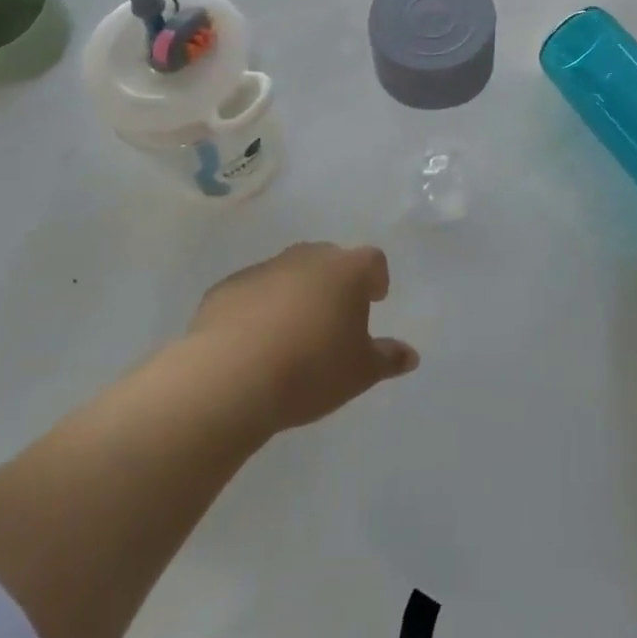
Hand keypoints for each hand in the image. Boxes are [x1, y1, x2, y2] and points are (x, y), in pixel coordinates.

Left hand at [188, 242, 418, 431]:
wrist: (230, 378)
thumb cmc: (311, 369)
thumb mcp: (360, 372)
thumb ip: (388, 359)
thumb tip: (411, 355)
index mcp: (347, 271)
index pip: (372, 261)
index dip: (376, 278)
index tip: (375, 299)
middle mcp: (307, 259)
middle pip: (329, 260)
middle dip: (335, 282)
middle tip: (334, 317)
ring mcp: (263, 269)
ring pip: (288, 274)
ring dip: (295, 294)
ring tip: (292, 333)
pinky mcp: (225, 289)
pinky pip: (252, 293)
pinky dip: (258, 308)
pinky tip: (253, 342)